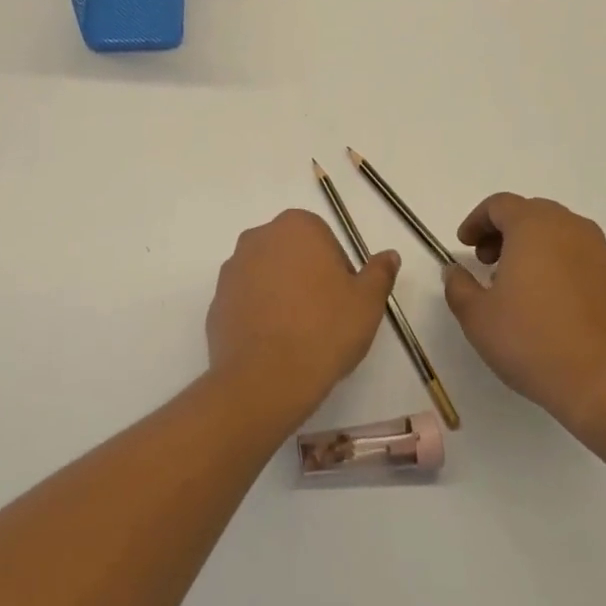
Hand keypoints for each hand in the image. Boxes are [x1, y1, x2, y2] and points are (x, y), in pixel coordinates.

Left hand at [206, 209, 400, 426]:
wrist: (266, 379)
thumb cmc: (324, 330)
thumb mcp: (367, 302)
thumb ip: (379, 272)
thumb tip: (389, 255)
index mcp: (297, 227)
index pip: (324, 239)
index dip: (338, 269)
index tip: (344, 300)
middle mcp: (259, 237)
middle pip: (293, 253)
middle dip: (308, 277)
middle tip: (325, 316)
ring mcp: (232, 269)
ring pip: (268, 275)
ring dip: (282, 294)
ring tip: (298, 333)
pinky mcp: (216, 300)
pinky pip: (247, 301)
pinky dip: (260, 314)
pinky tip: (274, 344)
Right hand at [443, 194, 605, 432]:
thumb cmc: (534, 341)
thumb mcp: (477, 317)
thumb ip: (458, 286)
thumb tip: (455, 271)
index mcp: (534, 226)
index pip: (500, 205)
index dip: (476, 221)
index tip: (464, 245)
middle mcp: (571, 228)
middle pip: (531, 214)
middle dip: (504, 232)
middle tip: (487, 262)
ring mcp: (602, 253)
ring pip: (559, 234)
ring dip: (533, 248)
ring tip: (518, 285)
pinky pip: (581, 257)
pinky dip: (559, 265)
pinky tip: (550, 303)